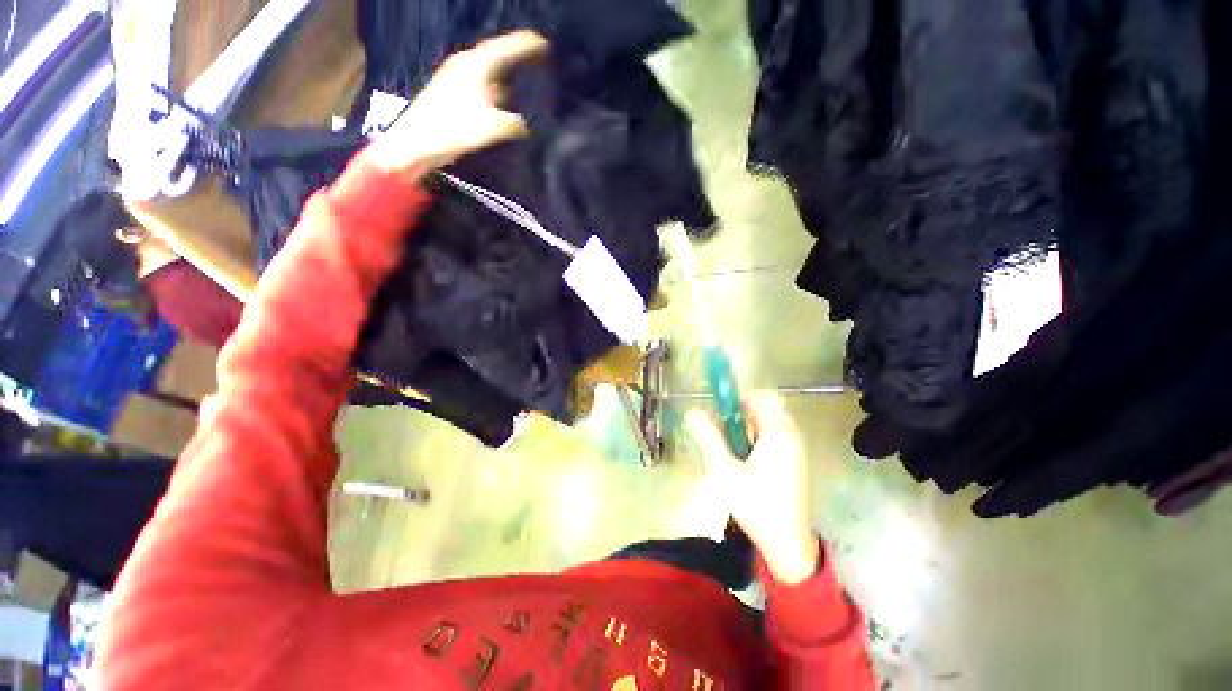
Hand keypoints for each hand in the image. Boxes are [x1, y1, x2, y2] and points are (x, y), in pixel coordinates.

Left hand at [369, 31, 548, 175]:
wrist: (418, 142)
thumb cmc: (455, 128)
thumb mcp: (493, 127)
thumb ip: (514, 124)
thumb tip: (523, 125)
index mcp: (475, 65)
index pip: (504, 48)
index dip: (525, 45)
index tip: (543, 44)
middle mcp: (464, 65)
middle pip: (494, 56)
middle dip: (513, 59)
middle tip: (532, 61)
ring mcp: (454, 78)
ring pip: (485, 72)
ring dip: (502, 77)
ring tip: (519, 83)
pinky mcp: (449, 94)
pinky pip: (478, 86)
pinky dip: (492, 91)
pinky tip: (499, 104)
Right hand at [687, 392, 820, 584]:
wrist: (788, 544)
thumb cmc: (757, 506)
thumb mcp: (726, 471)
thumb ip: (709, 438)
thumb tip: (691, 412)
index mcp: (778, 434)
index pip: (764, 396)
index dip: (741, 398)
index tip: (722, 412)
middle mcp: (791, 436)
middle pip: (765, 408)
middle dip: (741, 416)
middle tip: (725, 436)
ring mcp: (795, 449)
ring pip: (768, 423)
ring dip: (747, 429)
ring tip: (733, 453)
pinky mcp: (794, 461)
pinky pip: (773, 437)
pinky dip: (757, 440)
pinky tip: (746, 463)